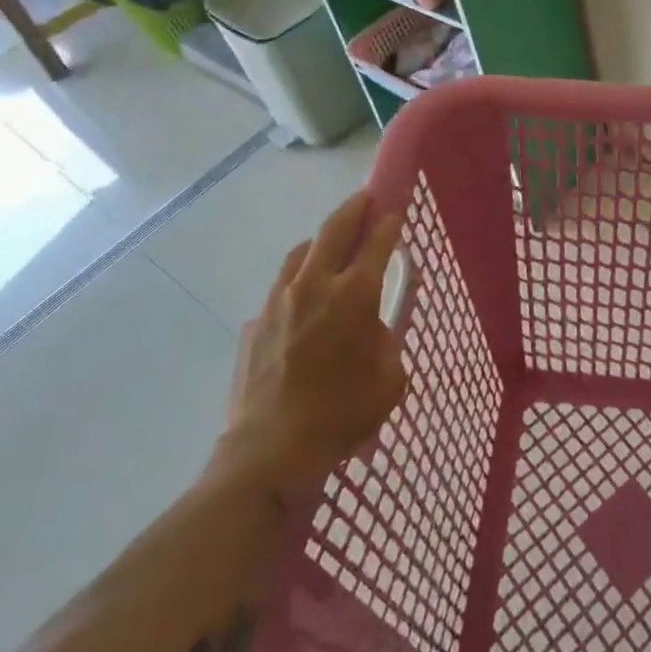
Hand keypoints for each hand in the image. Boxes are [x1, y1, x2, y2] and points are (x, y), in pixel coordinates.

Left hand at [210, 192, 408, 503]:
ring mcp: (278, 301)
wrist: (269, 453)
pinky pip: (280, 292)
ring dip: (320, 243)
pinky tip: (301, 311)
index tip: (395, 208)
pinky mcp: (254, 324)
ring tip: (331, 248)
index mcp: (354, 294)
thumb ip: (388, 339)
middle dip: (354, 208)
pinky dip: (296, 288)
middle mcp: (315, 285)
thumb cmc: (342, 415)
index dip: (389, 222)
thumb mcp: (390, 379)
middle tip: (365, 198)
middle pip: (334, 228)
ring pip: (301, 253)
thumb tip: (376, 323)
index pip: (377, 241)